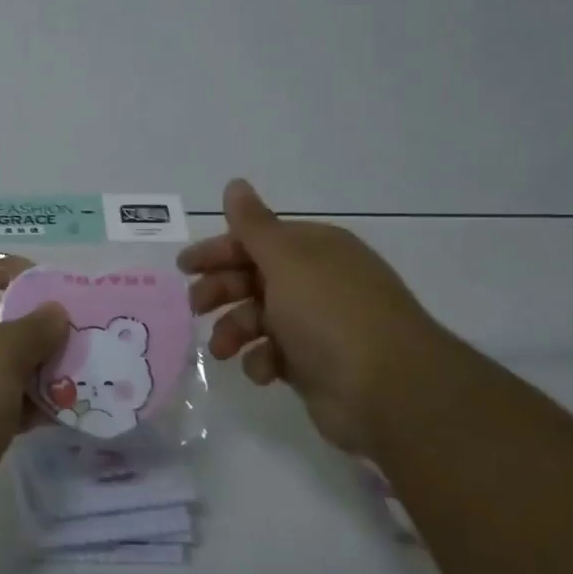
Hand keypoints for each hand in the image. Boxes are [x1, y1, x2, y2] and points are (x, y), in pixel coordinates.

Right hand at [180, 179, 451, 457]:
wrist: (388, 390)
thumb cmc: (330, 314)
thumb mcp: (287, 260)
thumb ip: (254, 225)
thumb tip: (235, 183)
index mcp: (314, 249)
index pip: (256, 240)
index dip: (219, 250)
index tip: (184, 267)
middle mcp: (316, 281)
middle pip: (254, 277)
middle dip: (222, 290)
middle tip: (195, 307)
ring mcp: (317, 325)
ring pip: (259, 318)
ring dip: (235, 329)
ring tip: (222, 349)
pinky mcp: (315, 365)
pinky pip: (275, 355)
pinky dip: (262, 361)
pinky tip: (262, 371)